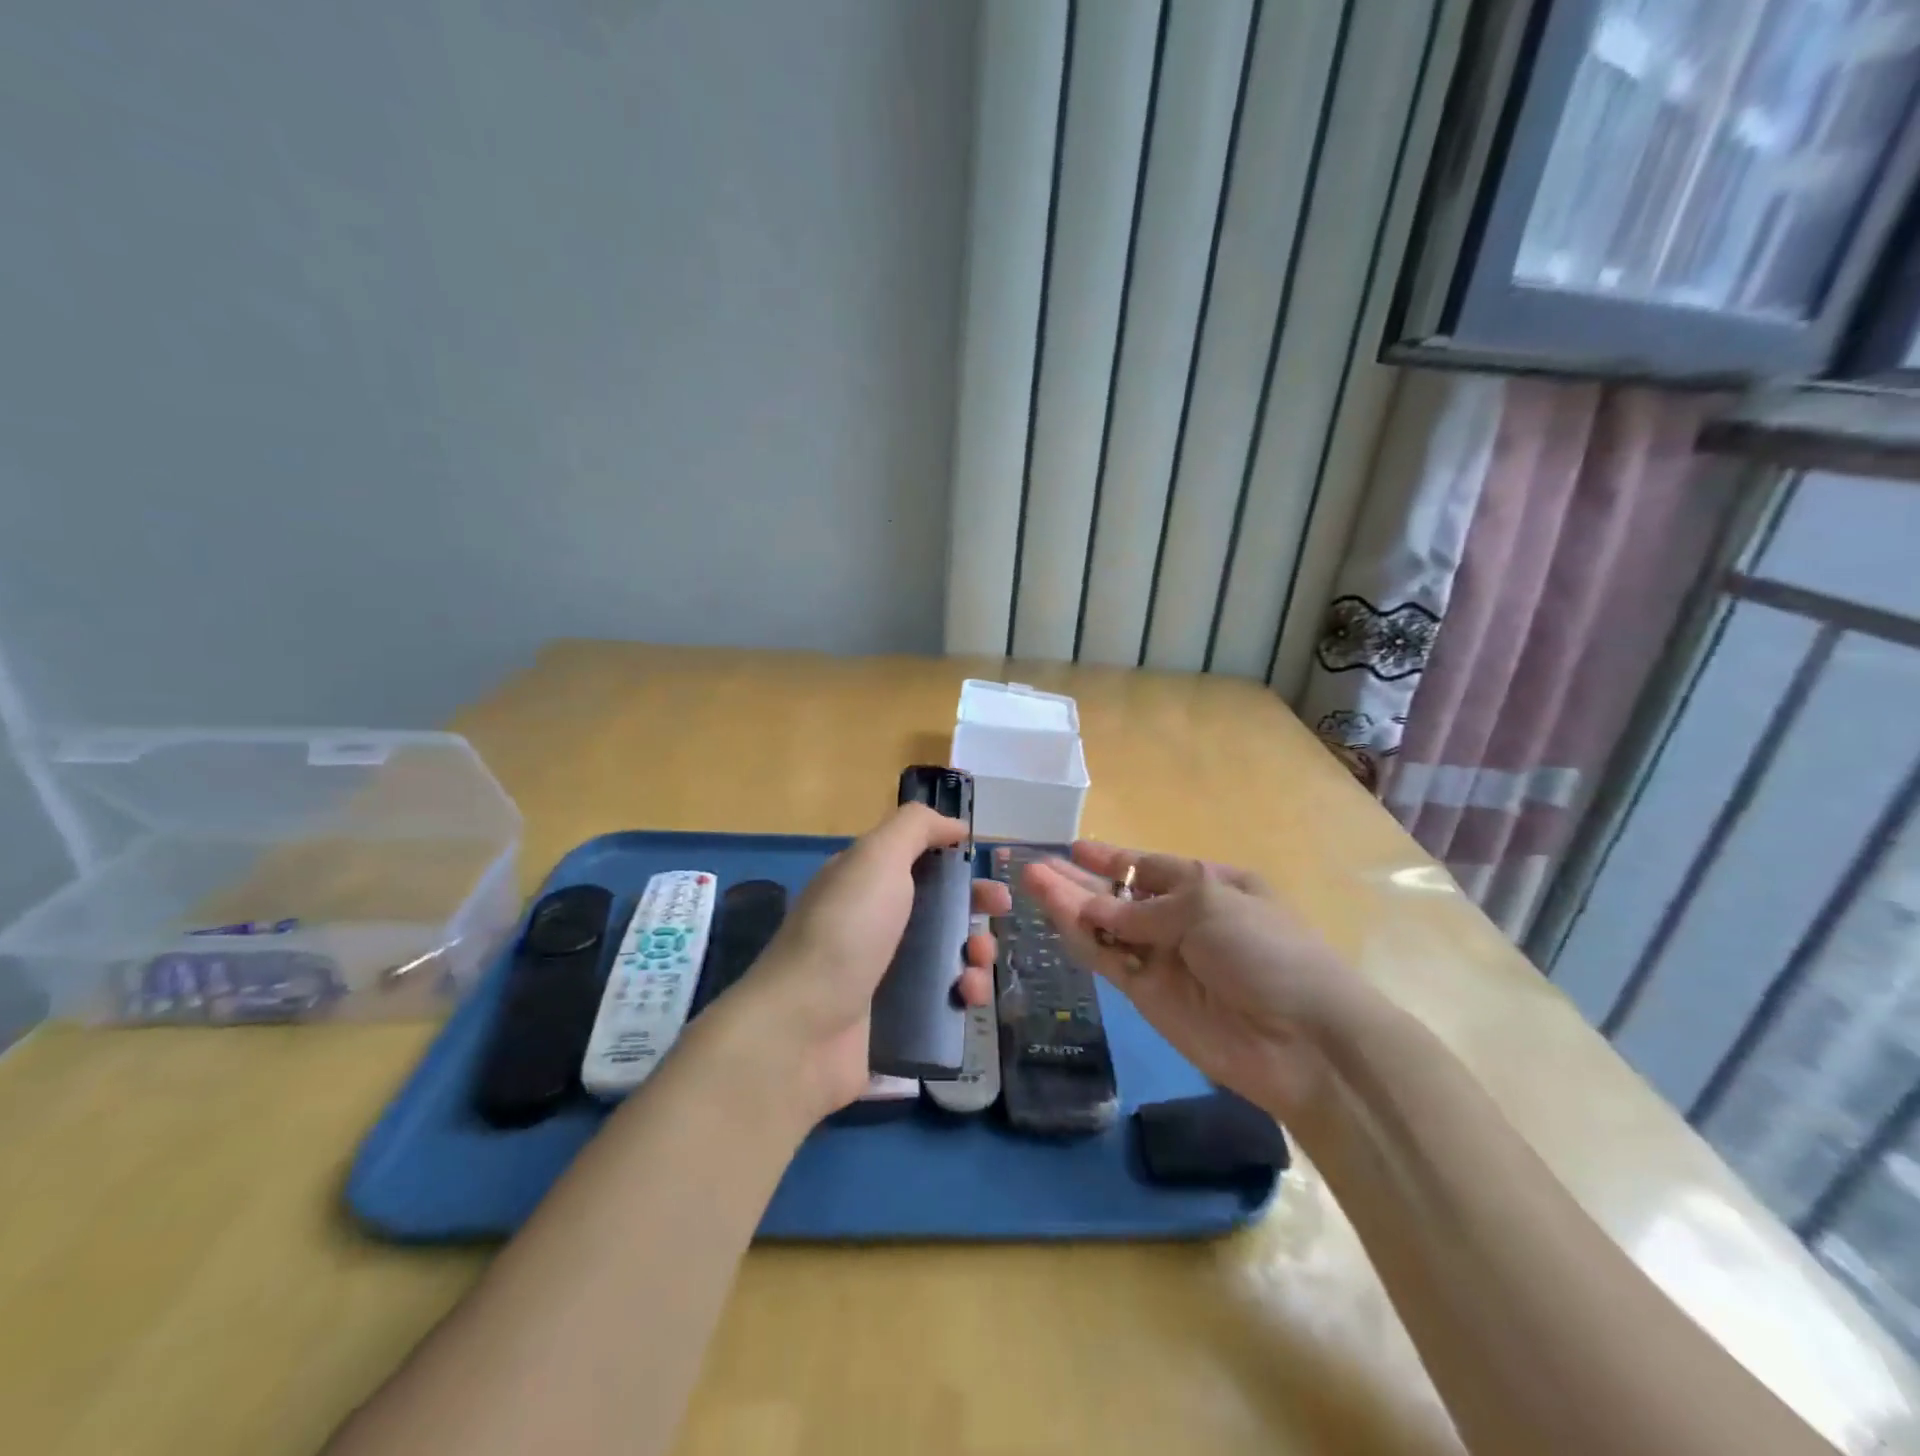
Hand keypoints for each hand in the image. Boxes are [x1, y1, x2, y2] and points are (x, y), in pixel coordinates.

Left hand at [733, 804, 1007, 1118]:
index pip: (918, 861)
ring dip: (976, 955)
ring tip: (978, 966)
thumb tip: (955, 824)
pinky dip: (963, 996)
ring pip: (947, 955)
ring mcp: (882, 974)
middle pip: (939, 908)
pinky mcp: (895, 1020)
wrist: (802, 1030)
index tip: (985, 868)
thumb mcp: (877, 858)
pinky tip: (968, 998)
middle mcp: (873, 923)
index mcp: (865, 882)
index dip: (954, 861)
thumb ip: (916, 828)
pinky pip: (942, 1001)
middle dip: (975, 907)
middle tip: (1000, 914)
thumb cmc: (845, 932)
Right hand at [1022, 842, 1368, 1122]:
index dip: (1113, 859)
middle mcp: (1182, 920)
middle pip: (1121, 895)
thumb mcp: (1208, 905)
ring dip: (1069, 904)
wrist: (1302, 1041)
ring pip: (1105, 925)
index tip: (1075, 848)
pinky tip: (1052, 915)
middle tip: (1035, 864)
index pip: (1151, 867)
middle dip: (1080, 879)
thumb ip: (1143, 908)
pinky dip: (1080, 938)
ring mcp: (1162, 959)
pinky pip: (1106, 959)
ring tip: (1030, 879)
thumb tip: (1094, 909)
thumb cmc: (1265, 950)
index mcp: (1210, 887)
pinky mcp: (1146, 996)